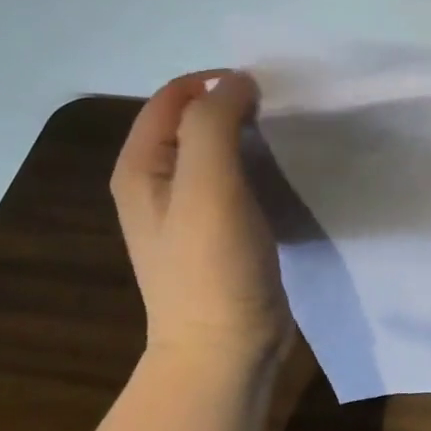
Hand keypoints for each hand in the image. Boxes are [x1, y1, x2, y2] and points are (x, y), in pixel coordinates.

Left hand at [111, 71, 292, 369]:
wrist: (224, 350)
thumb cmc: (212, 267)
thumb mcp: (207, 185)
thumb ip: (214, 123)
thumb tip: (237, 81)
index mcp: (141, 166)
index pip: (173, 96)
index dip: (216, 83)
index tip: (267, 94)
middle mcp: (158, 184)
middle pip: (194, 121)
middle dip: (236, 107)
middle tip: (283, 117)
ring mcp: (188, 212)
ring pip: (218, 152)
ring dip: (250, 137)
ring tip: (288, 140)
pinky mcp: (219, 233)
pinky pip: (236, 182)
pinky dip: (258, 168)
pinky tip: (284, 176)